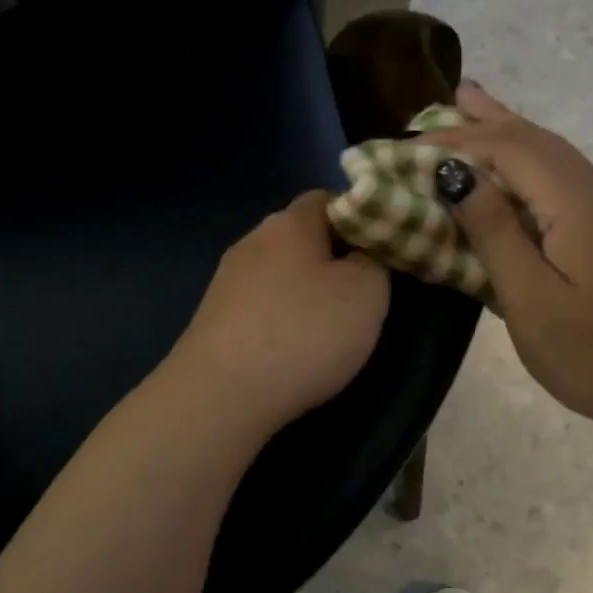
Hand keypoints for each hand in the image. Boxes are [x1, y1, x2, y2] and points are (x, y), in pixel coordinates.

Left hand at [170, 190, 390, 437]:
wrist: (222, 394)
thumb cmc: (304, 333)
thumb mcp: (367, 293)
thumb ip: (374, 262)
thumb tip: (361, 255)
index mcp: (290, 223)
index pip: (328, 199)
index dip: (359, 220)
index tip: (380, 253)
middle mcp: (252, 242)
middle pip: (301, 239)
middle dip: (332, 262)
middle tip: (361, 296)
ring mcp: (226, 281)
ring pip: (278, 276)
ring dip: (303, 295)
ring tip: (327, 331)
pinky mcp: (212, 319)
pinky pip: (259, 308)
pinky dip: (279, 322)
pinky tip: (290, 352)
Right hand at [420, 82, 592, 435]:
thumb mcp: (531, 301)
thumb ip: (494, 232)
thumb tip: (456, 174)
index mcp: (581, 205)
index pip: (512, 150)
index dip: (459, 142)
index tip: (409, 143)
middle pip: (536, 140)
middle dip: (485, 121)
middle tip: (439, 102)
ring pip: (553, 155)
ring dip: (507, 134)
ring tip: (470, 107)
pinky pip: (563, 179)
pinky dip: (526, 163)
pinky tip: (509, 167)